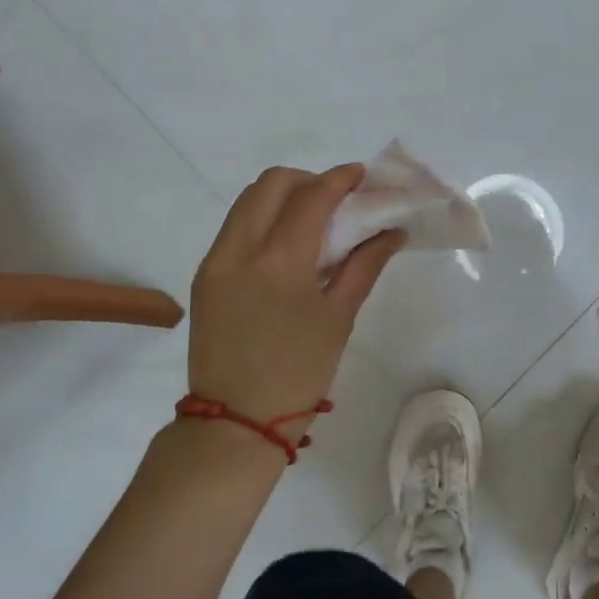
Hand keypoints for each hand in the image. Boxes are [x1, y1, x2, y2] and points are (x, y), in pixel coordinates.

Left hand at [188, 164, 403, 429]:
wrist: (235, 422)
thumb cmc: (299, 373)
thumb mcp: (339, 317)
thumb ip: (365, 265)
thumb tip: (393, 232)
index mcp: (280, 260)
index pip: (312, 196)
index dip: (340, 178)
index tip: (361, 176)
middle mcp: (241, 248)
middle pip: (272, 183)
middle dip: (308, 180)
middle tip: (335, 199)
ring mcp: (216, 260)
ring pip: (248, 200)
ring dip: (282, 195)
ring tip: (310, 219)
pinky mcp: (204, 275)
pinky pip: (235, 227)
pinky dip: (262, 219)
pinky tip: (284, 245)